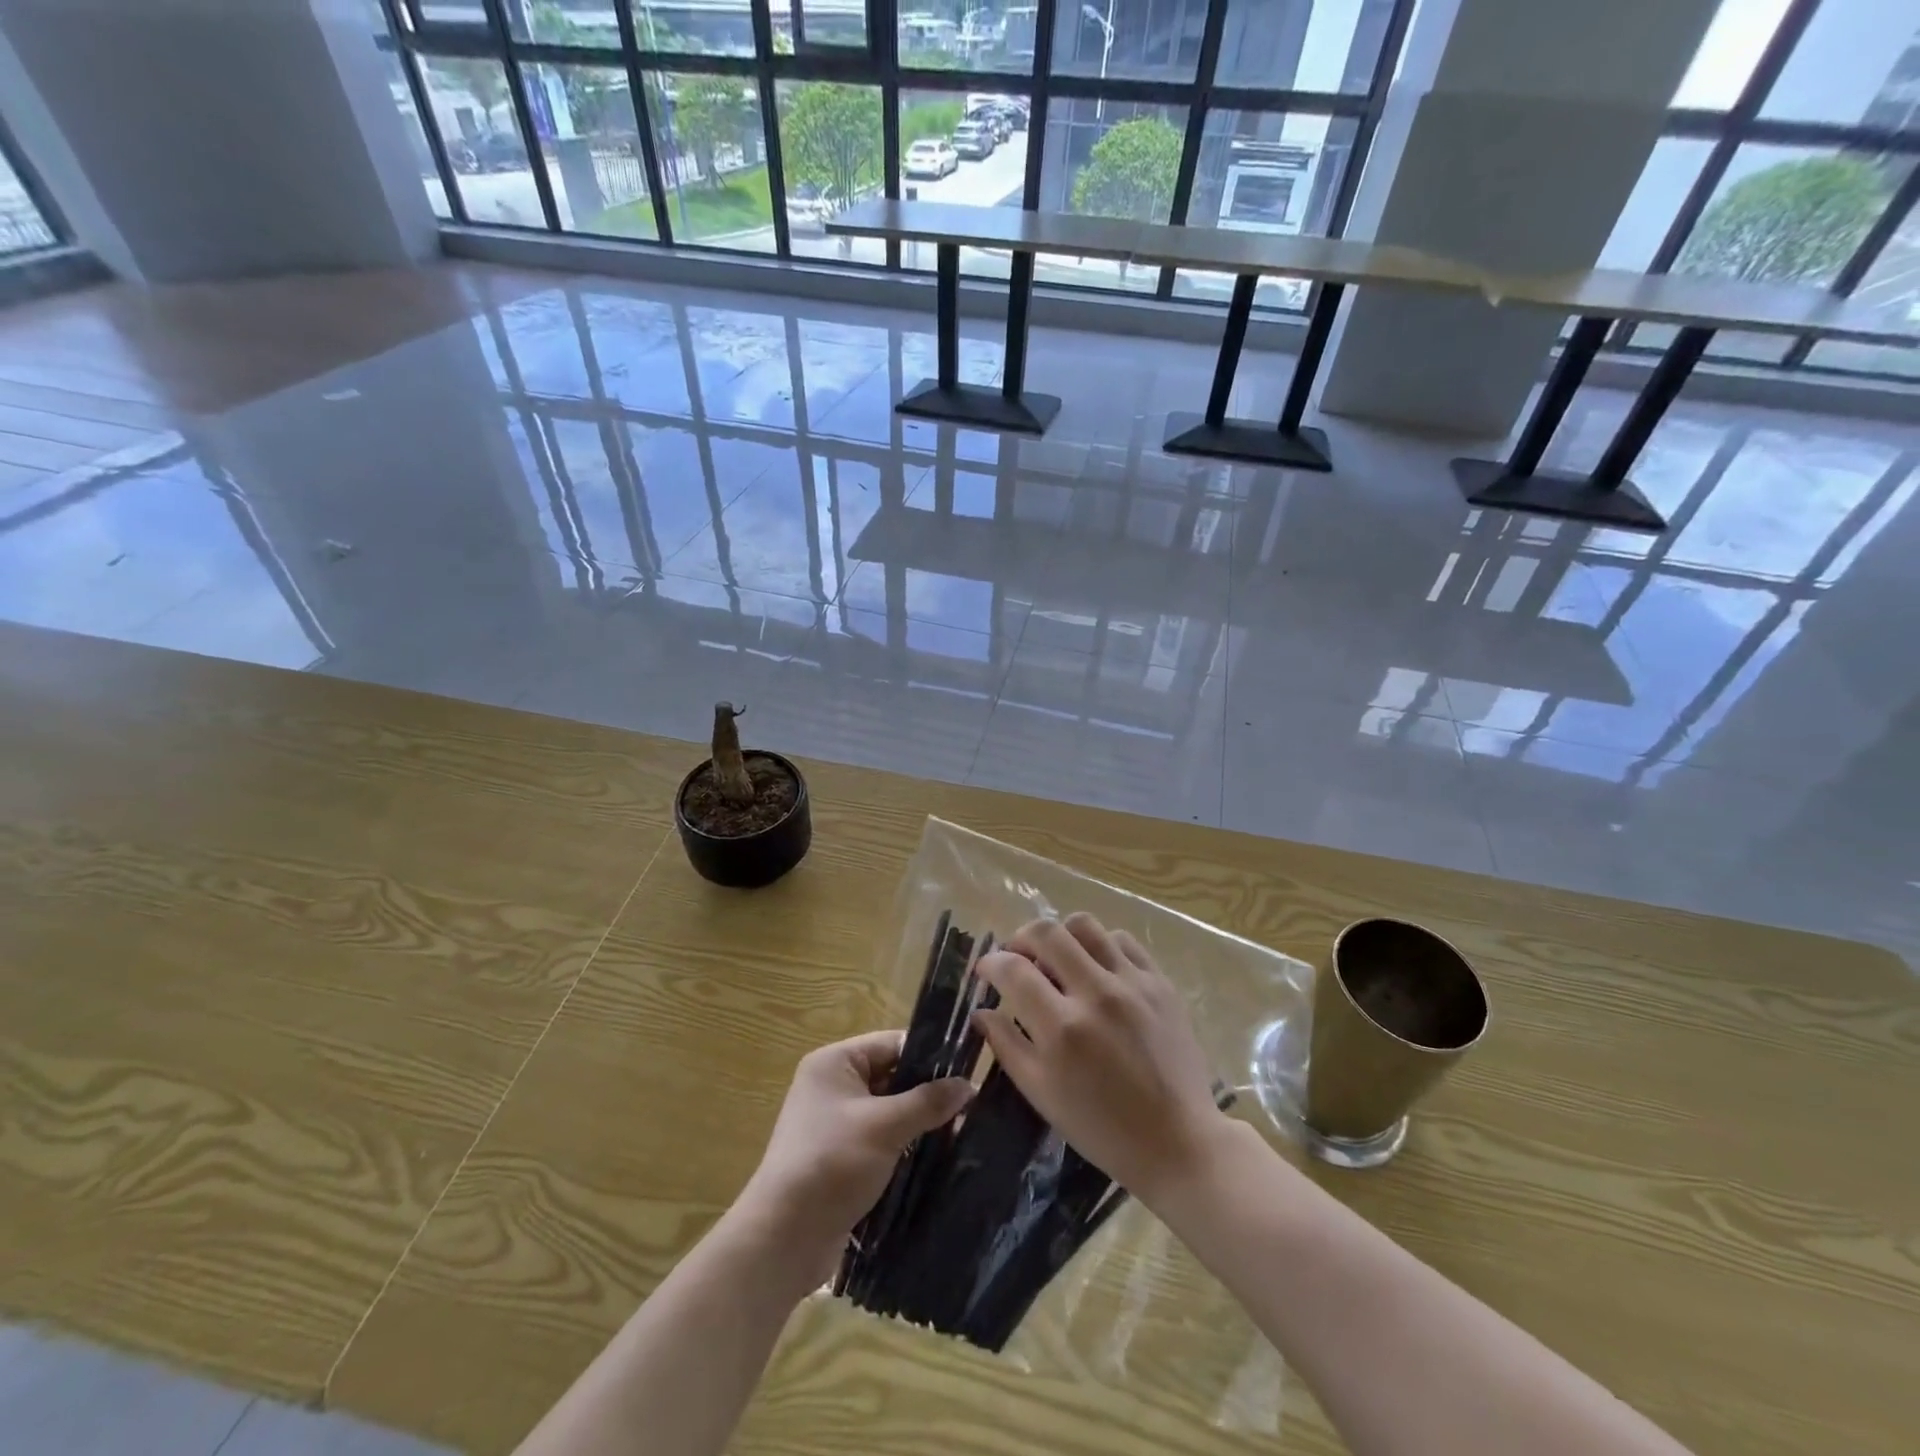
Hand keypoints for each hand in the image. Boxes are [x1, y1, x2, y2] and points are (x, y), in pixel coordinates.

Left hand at [738, 1030, 972, 1288]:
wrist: (784, 1238)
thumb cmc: (832, 1164)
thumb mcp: (885, 1126)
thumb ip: (928, 1102)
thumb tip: (969, 1085)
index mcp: (835, 1062)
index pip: (892, 1044)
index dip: (930, 1055)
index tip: (968, 1071)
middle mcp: (832, 1085)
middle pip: (892, 1077)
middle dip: (928, 1092)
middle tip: (971, 1106)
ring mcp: (835, 1123)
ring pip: (889, 1111)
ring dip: (919, 1122)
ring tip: (963, 1132)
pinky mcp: (840, 1157)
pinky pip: (881, 1139)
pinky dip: (905, 1145)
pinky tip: (937, 1157)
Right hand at [974, 913, 1228, 1207]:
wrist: (1177, 1141)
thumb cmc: (1101, 1128)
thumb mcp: (1041, 1094)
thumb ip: (1006, 1045)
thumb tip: (981, 1010)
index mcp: (1062, 1028)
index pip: (1013, 970)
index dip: (991, 963)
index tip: (986, 970)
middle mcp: (1096, 994)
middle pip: (1047, 932)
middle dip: (1020, 938)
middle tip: (1018, 958)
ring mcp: (1132, 983)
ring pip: (1084, 925)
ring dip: (1061, 937)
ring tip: (1058, 960)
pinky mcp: (1160, 982)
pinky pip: (1122, 940)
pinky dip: (1099, 946)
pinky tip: (1096, 969)